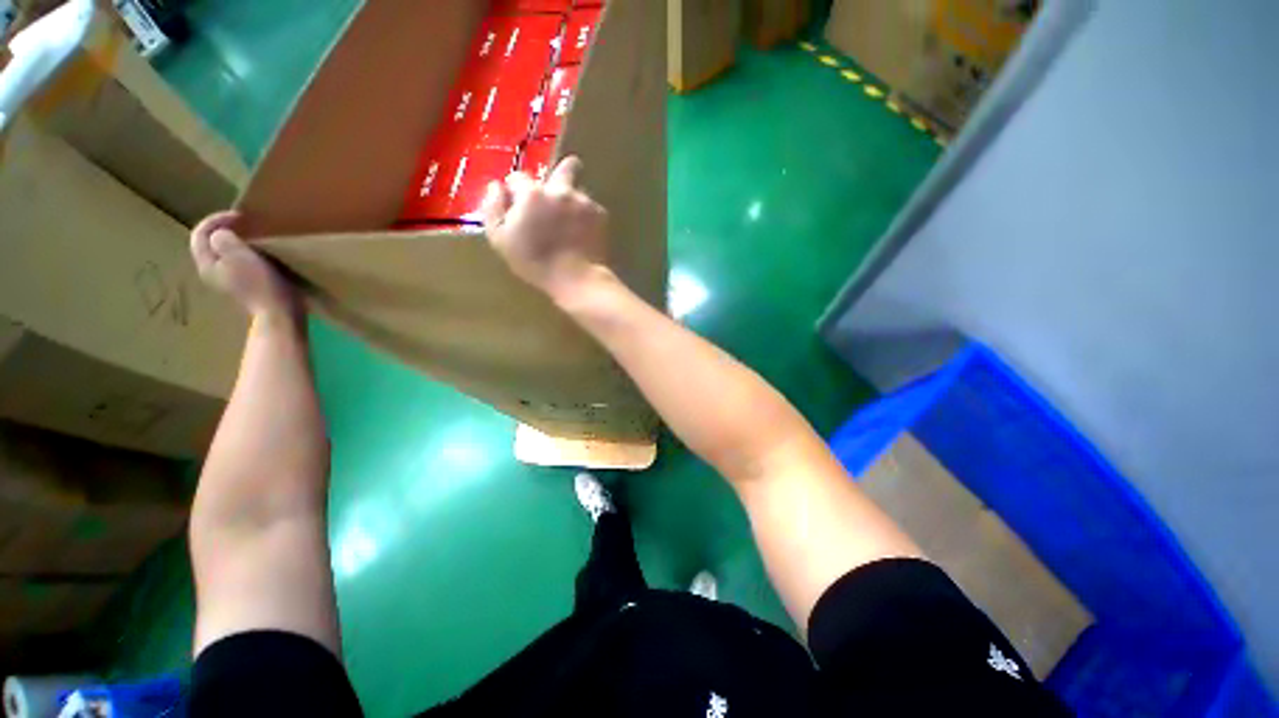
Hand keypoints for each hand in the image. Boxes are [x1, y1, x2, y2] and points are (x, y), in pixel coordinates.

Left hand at [191, 211, 299, 317]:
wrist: (279, 314)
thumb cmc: (259, 284)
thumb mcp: (239, 256)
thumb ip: (224, 239)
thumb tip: (222, 234)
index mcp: (207, 263)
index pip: (200, 234)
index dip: (215, 220)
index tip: (240, 216)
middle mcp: (213, 272)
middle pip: (211, 244)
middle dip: (224, 231)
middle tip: (245, 224)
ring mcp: (231, 281)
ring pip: (226, 254)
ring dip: (238, 243)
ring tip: (255, 237)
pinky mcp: (248, 287)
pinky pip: (241, 264)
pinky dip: (248, 254)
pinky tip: (263, 256)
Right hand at [482, 156, 608, 301]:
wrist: (575, 277)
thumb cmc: (534, 262)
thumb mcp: (500, 239)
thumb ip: (493, 209)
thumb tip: (496, 187)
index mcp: (532, 193)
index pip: (518, 177)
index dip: (516, 190)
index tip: (518, 203)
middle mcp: (559, 189)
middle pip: (564, 168)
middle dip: (562, 172)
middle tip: (560, 190)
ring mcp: (583, 200)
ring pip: (577, 192)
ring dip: (572, 201)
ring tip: (570, 223)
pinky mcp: (600, 214)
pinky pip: (591, 209)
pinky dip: (586, 217)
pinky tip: (582, 234)